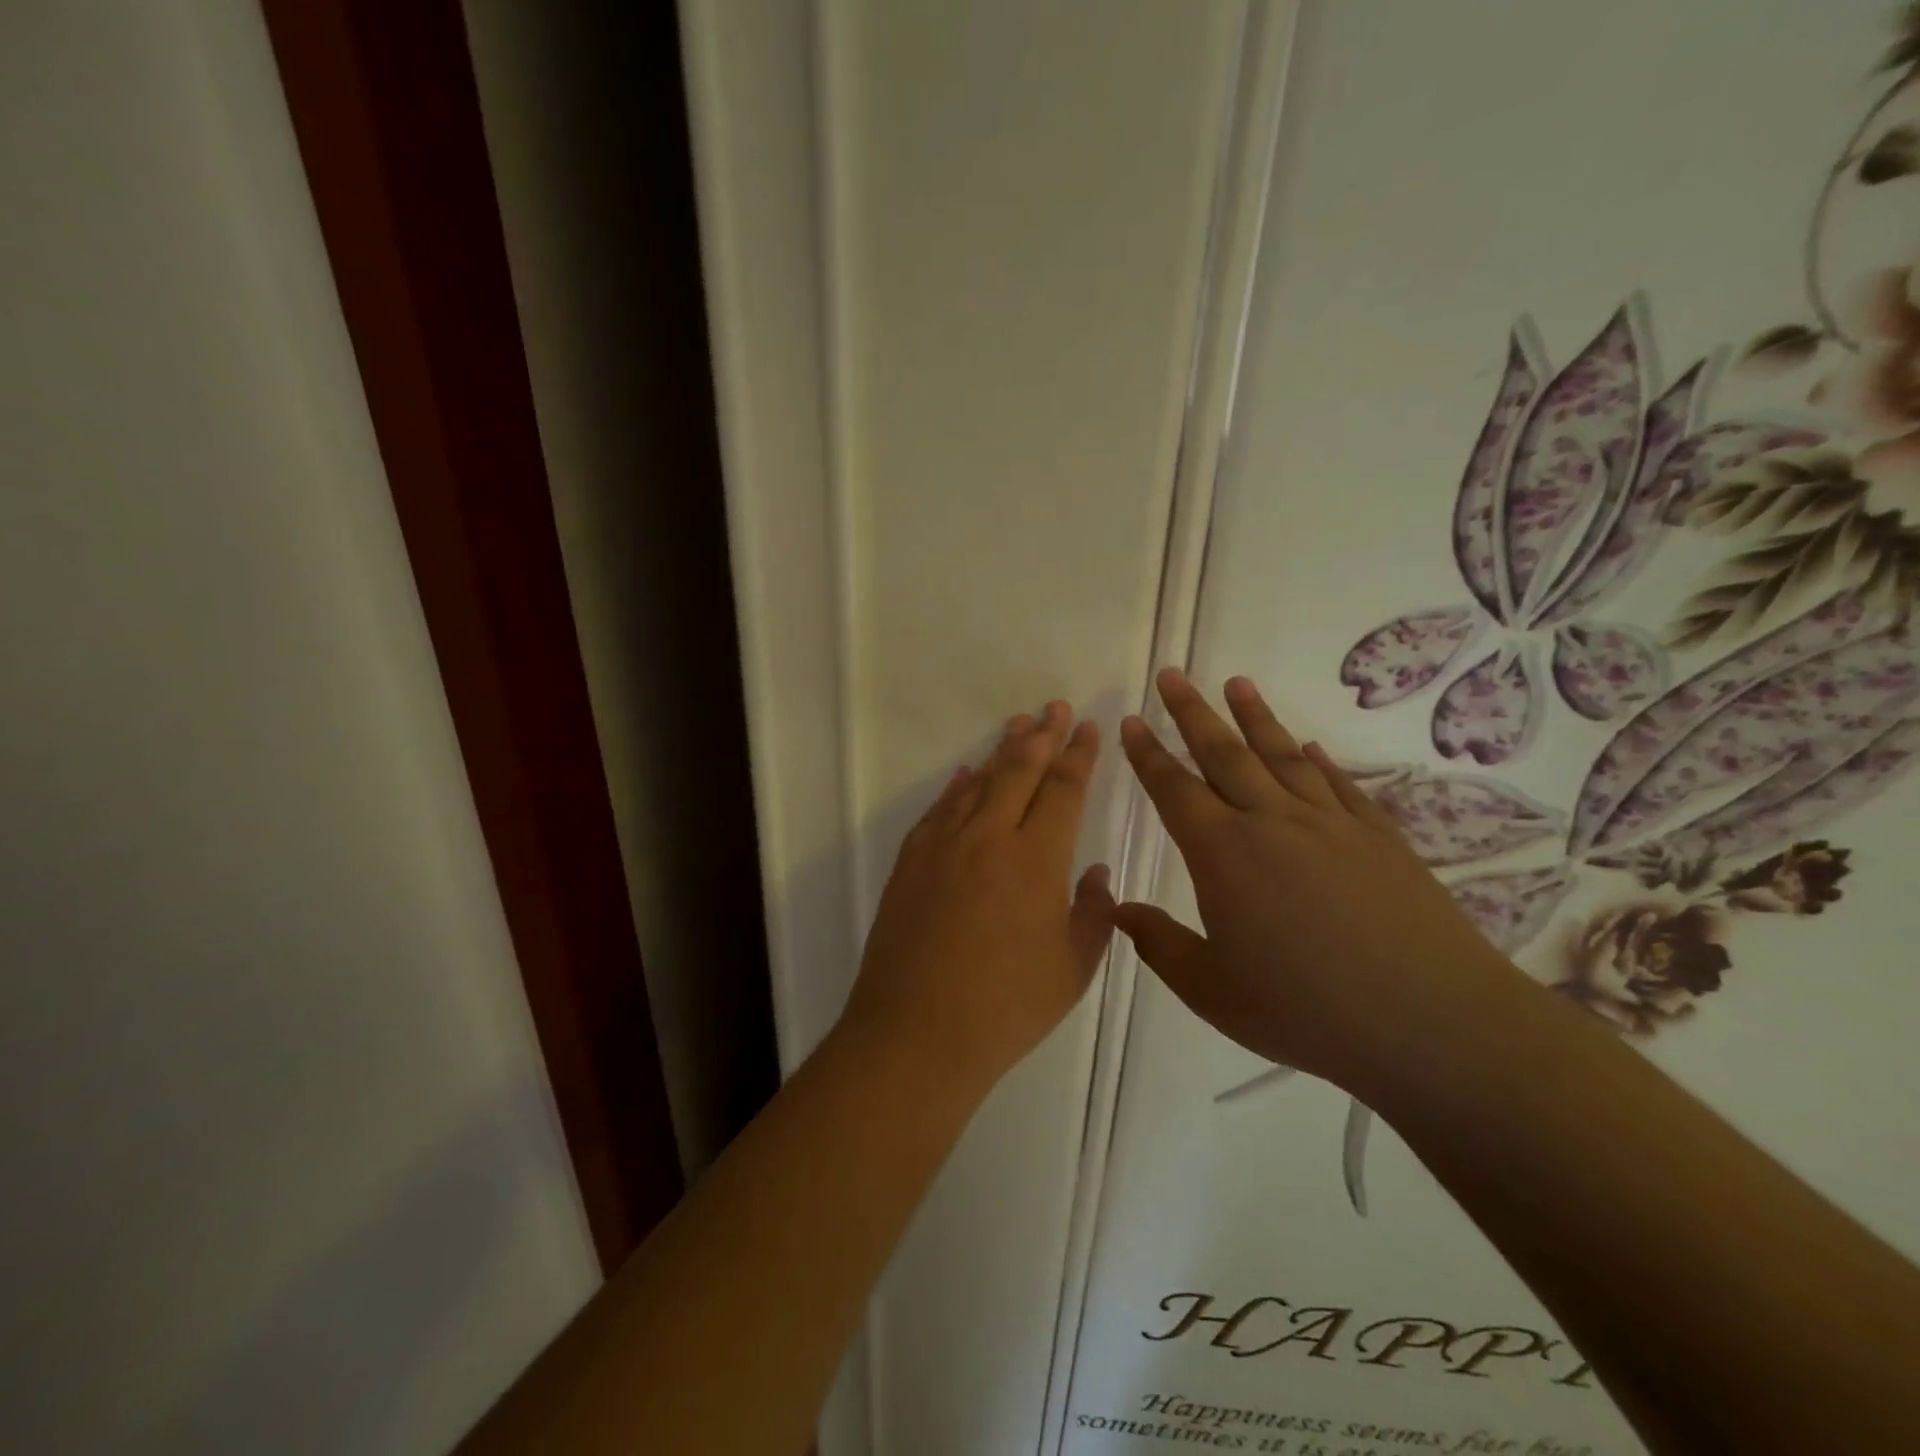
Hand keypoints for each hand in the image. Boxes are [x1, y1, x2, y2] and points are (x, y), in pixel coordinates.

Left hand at [841, 701, 1115, 1096]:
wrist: (916, 1032)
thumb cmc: (1006, 1008)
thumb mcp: (1072, 969)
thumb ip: (1092, 914)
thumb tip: (1096, 873)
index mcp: (1037, 860)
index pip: (1063, 790)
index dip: (1078, 756)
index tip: (1087, 728)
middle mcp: (989, 838)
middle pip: (1019, 772)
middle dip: (1042, 736)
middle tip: (1055, 707)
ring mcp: (943, 846)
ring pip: (978, 783)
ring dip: (1001, 752)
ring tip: (1018, 726)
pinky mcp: (911, 862)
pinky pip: (939, 810)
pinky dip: (957, 787)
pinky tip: (967, 774)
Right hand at [1114, 670, 1525, 1092]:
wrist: (1430, 1021)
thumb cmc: (1306, 1010)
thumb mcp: (1212, 990)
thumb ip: (1159, 944)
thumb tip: (1118, 908)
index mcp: (1223, 853)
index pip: (1174, 789)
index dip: (1148, 754)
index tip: (1132, 720)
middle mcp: (1272, 821)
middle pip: (1224, 753)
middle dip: (1192, 712)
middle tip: (1172, 676)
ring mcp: (1330, 823)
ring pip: (1282, 755)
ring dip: (1254, 717)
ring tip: (1236, 683)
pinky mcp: (1378, 836)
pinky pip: (1338, 783)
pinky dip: (1318, 759)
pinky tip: (1310, 745)